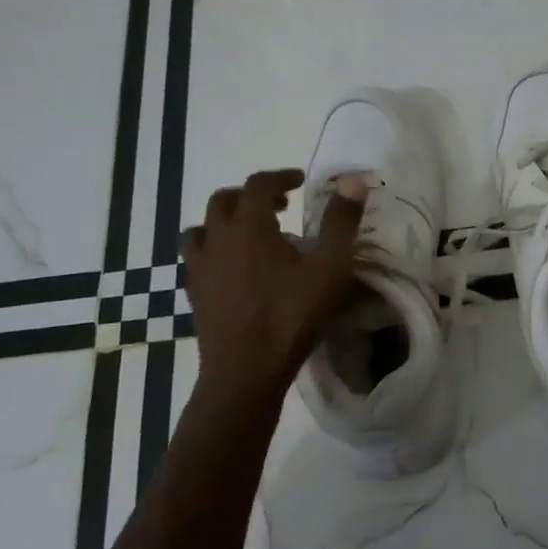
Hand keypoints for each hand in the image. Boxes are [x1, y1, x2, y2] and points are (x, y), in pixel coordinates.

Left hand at [182, 169, 364, 404]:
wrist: (245, 371)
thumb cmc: (291, 316)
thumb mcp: (329, 268)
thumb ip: (341, 222)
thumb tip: (354, 180)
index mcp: (248, 226)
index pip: (259, 184)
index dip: (280, 177)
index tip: (300, 182)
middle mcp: (217, 238)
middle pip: (225, 200)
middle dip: (252, 196)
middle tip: (280, 206)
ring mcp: (199, 266)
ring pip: (203, 228)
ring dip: (226, 221)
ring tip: (250, 235)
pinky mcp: (193, 292)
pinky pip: (197, 257)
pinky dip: (215, 249)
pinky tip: (234, 268)